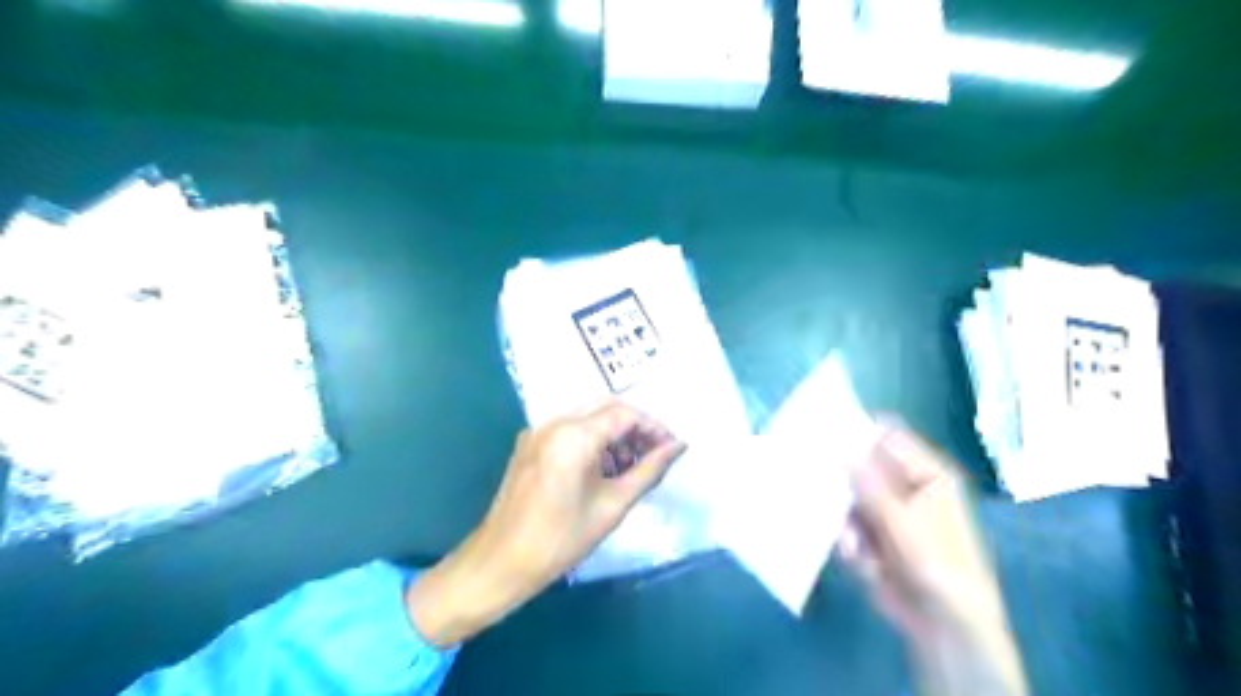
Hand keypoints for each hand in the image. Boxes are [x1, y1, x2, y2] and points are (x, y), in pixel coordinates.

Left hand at [405, 404, 682, 647]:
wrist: (500, 562)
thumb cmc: (560, 540)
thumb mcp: (612, 506)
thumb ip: (648, 470)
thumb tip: (678, 447)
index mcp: (573, 436)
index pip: (624, 413)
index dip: (653, 427)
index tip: (672, 448)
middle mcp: (553, 423)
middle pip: (606, 407)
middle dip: (635, 426)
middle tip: (656, 453)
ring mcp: (537, 431)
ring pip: (588, 415)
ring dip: (614, 432)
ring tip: (634, 464)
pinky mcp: (529, 443)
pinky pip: (569, 428)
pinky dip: (593, 438)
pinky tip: (605, 467)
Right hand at [844, 423, 1026, 694]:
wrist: (944, 624)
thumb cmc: (937, 563)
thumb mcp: (902, 522)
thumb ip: (869, 485)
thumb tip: (840, 449)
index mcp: (926, 473)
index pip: (887, 438)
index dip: (858, 432)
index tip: (824, 433)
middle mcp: (904, 486)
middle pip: (862, 467)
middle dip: (842, 480)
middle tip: (817, 482)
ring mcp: (886, 511)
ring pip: (849, 498)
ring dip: (847, 521)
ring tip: (854, 546)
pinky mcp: (871, 535)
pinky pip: (846, 524)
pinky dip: (849, 541)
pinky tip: (860, 561)